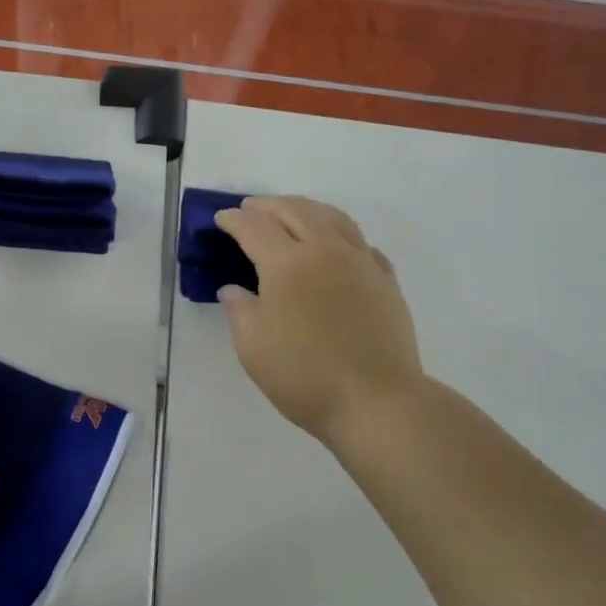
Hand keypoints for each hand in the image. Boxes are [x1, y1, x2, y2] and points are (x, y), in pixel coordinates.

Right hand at [214, 196, 422, 443]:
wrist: (375, 400)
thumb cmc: (304, 376)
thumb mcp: (253, 348)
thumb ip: (240, 310)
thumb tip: (235, 290)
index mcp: (287, 264)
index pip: (254, 228)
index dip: (234, 220)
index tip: (221, 220)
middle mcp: (325, 251)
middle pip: (295, 211)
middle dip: (267, 205)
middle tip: (250, 209)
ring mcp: (360, 261)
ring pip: (332, 217)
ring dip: (305, 208)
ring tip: (291, 213)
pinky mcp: (385, 279)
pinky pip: (359, 241)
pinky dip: (338, 232)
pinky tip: (334, 245)